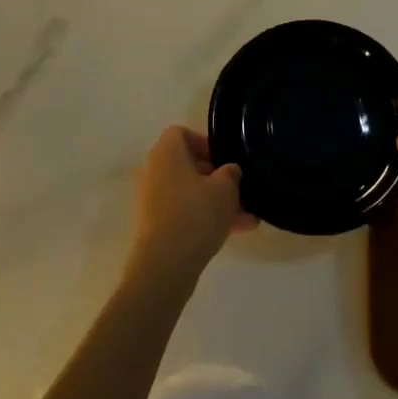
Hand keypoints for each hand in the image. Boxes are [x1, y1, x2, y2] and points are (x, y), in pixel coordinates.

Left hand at [128, 127, 255, 285]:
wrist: (165, 265)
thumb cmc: (195, 215)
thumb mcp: (225, 189)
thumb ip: (231, 173)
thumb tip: (229, 171)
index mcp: (165, 153)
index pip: (181, 133)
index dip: (205, 143)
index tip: (224, 160)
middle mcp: (153, 171)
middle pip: (186, 164)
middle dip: (215, 177)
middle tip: (238, 190)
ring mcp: (151, 200)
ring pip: (188, 192)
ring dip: (215, 201)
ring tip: (247, 217)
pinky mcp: (154, 225)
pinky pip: (183, 212)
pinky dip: (204, 217)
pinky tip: (236, 232)